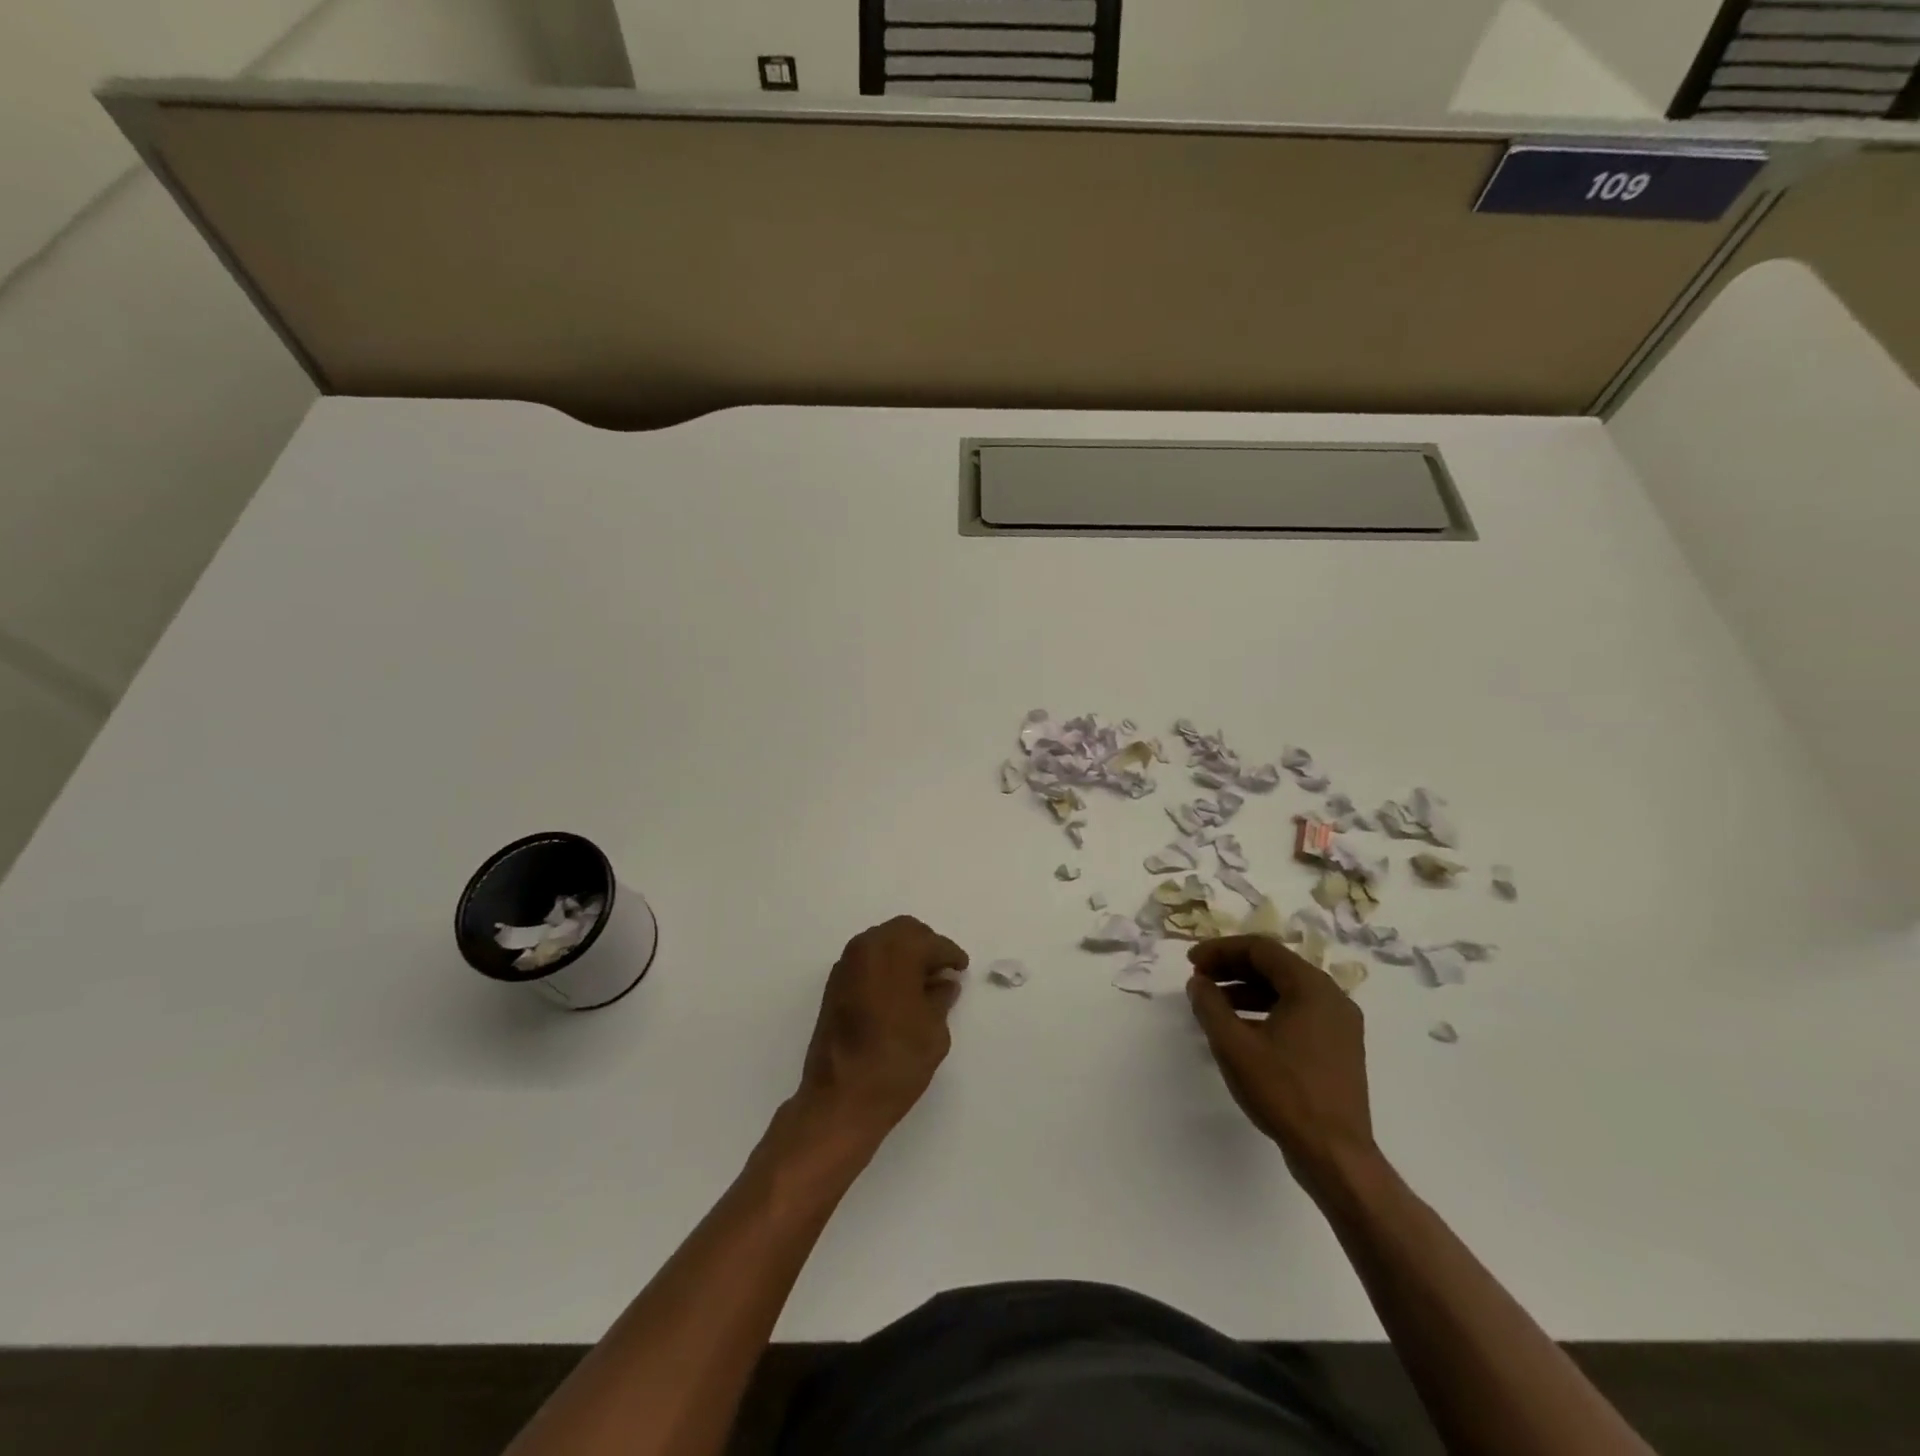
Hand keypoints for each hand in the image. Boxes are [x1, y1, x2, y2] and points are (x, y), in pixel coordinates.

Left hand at [795, 916, 968, 1150]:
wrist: (840, 1099)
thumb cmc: (895, 1062)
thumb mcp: (933, 1031)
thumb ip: (940, 998)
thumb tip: (944, 983)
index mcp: (896, 952)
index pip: (931, 943)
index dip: (950, 955)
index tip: (961, 968)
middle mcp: (867, 948)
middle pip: (904, 931)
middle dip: (925, 946)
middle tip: (942, 971)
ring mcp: (846, 965)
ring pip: (882, 942)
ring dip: (903, 954)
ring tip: (921, 983)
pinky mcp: (834, 985)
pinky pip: (866, 960)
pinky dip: (884, 966)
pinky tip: (897, 992)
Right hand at [1187, 936, 1375, 1192]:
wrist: (1335, 1155)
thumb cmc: (1284, 1092)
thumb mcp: (1234, 1045)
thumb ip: (1210, 1005)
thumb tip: (1199, 982)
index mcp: (1312, 987)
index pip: (1260, 949)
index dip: (1220, 950)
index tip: (1191, 963)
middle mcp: (1332, 997)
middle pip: (1275, 966)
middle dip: (1233, 968)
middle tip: (1199, 979)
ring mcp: (1340, 1024)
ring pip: (1287, 990)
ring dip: (1247, 990)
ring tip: (1214, 1004)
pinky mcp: (1339, 1048)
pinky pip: (1298, 1012)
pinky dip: (1266, 1010)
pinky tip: (1242, 1029)